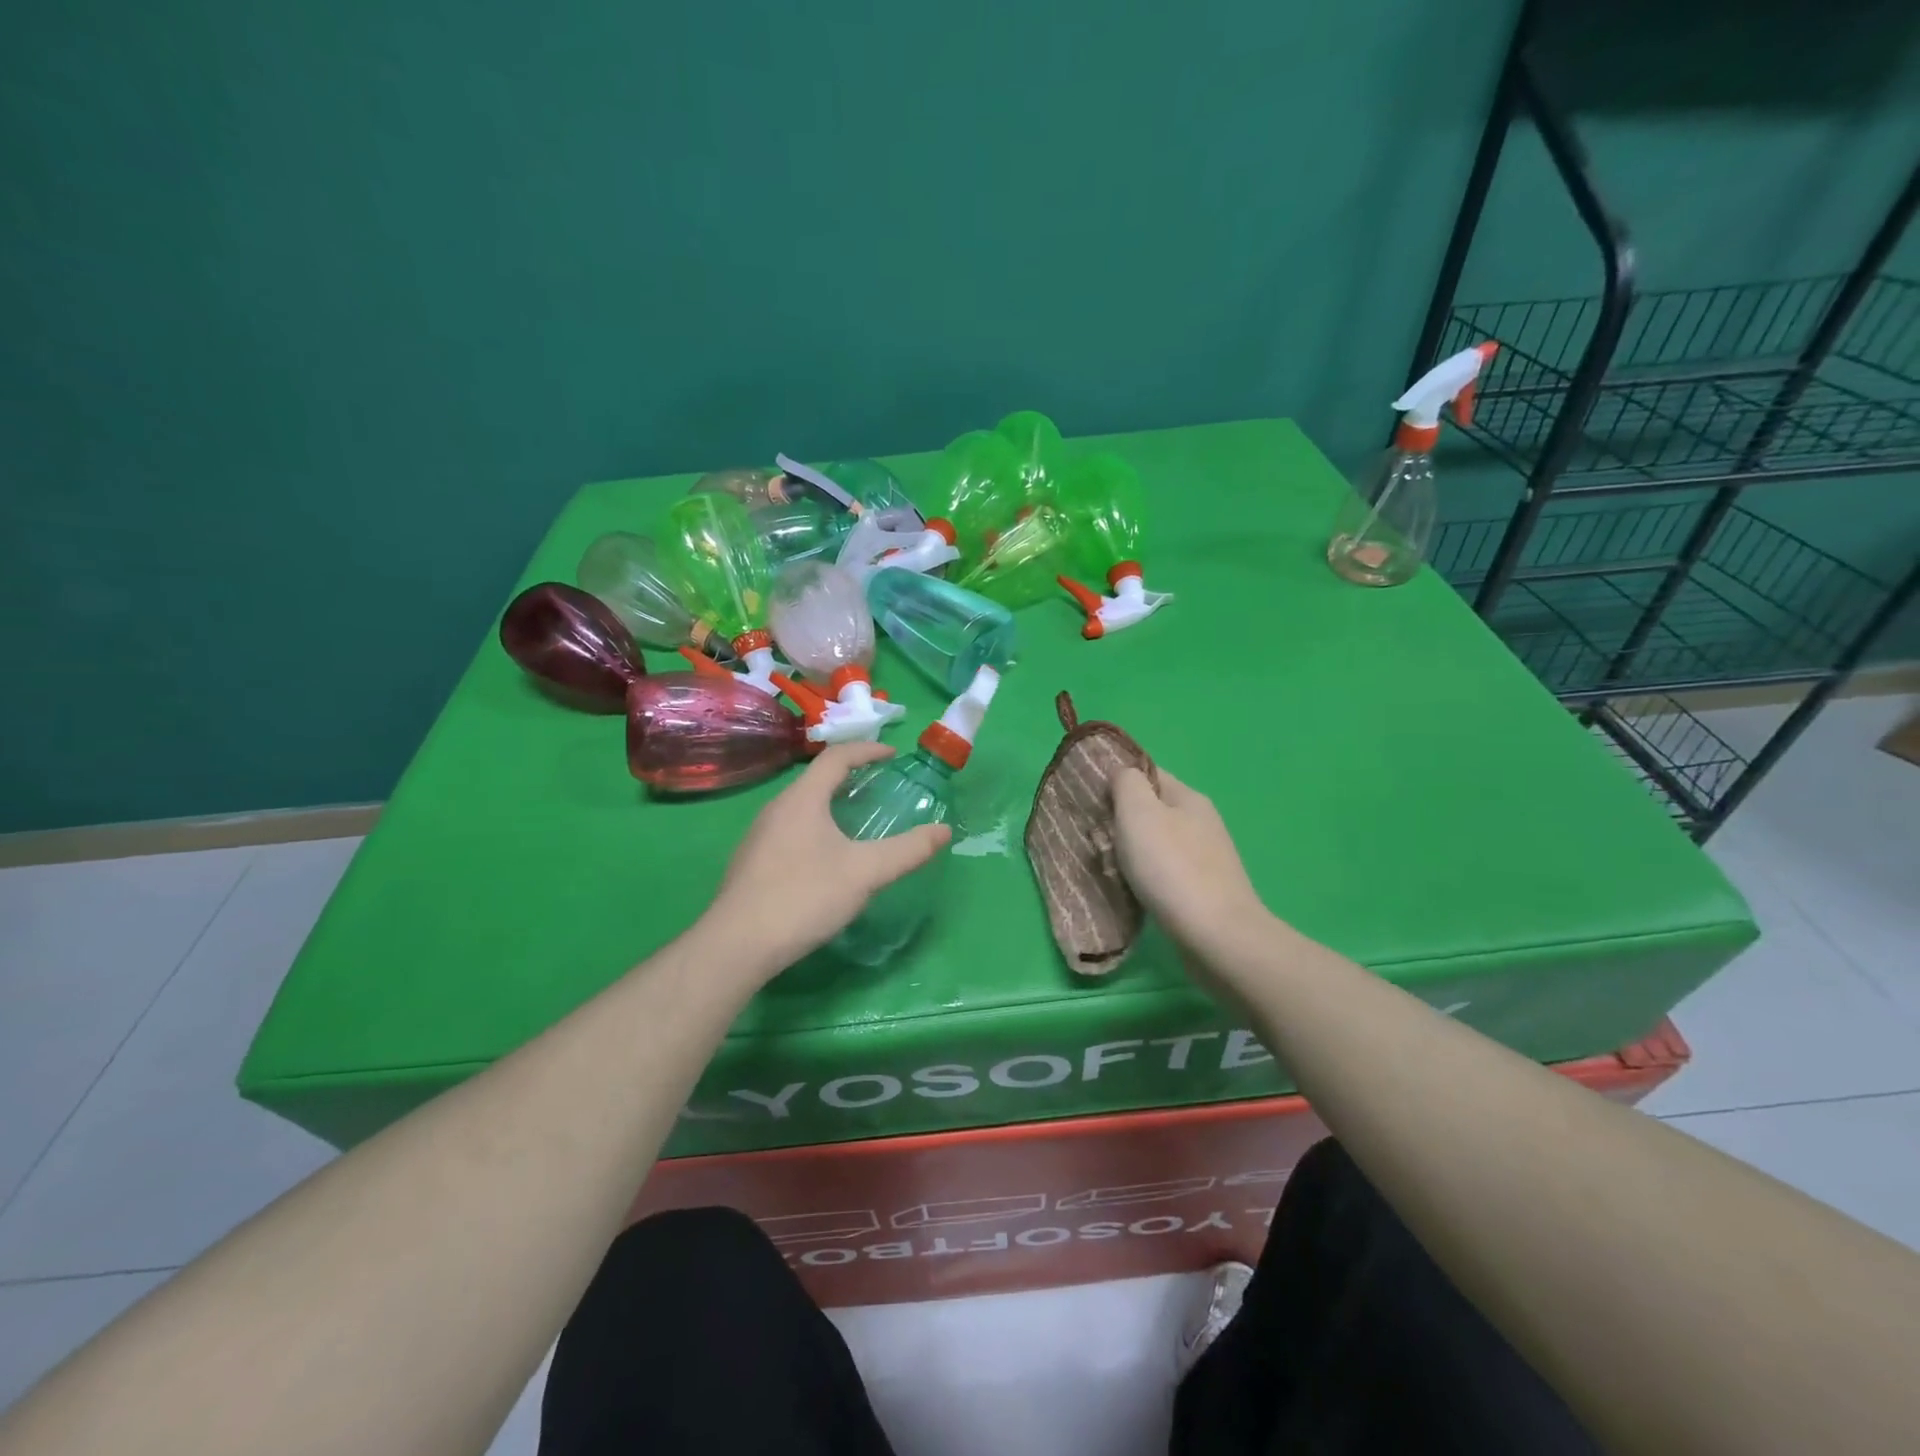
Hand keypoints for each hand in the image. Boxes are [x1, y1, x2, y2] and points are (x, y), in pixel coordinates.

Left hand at [707, 742, 951, 972]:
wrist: (737, 944)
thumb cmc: (804, 896)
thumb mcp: (865, 873)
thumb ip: (907, 850)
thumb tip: (944, 831)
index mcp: (802, 799)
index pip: (836, 757)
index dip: (867, 750)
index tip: (893, 755)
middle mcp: (776, 808)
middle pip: (816, 779)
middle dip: (850, 777)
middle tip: (878, 788)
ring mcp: (759, 836)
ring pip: (801, 806)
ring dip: (830, 804)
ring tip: (855, 821)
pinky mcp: (752, 862)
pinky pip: (790, 830)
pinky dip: (815, 827)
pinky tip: (825, 858)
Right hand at [1111, 766, 1271, 960]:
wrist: (1216, 936)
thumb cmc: (1171, 867)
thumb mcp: (1139, 812)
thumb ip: (1126, 783)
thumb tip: (1123, 776)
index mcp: (1188, 797)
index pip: (1147, 773)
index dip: (1116, 782)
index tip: (1089, 802)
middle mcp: (1200, 822)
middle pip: (1149, 811)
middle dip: (1118, 823)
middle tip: (1096, 842)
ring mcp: (1204, 859)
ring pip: (1153, 845)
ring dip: (1128, 855)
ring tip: (1108, 871)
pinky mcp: (1202, 891)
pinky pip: (1162, 874)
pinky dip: (1143, 879)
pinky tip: (1131, 893)